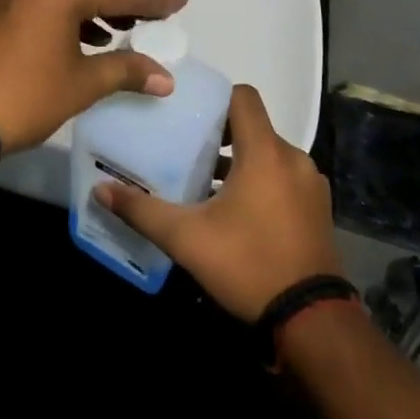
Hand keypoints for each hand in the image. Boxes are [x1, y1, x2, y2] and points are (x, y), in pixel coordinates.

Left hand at [0, 0, 186, 152]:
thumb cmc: (28, 94)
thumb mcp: (82, 83)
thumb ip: (126, 70)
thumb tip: (165, 77)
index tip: (180, 2)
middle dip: (123, 5)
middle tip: (155, 18)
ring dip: (95, 13)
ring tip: (123, 31)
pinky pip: (44, 6)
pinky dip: (68, 19)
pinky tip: (84, 40)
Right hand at [96, 84, 340, 321]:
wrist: (311, 321)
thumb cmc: (247, 264)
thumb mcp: (186, 238)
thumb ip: (142, 210)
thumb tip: (101, 190)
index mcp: (265, 152)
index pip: (243, 96)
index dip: (215, 98)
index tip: (188, 113)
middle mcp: (293, 159)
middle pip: (253, 127)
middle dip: (220, 135)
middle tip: (185, 149)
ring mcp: (310, 185)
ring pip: (268, 155)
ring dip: (239, 162)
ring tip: (204, 183)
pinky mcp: (318, 209)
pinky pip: (283, 178)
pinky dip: (261, 182)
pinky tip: (235, 213)